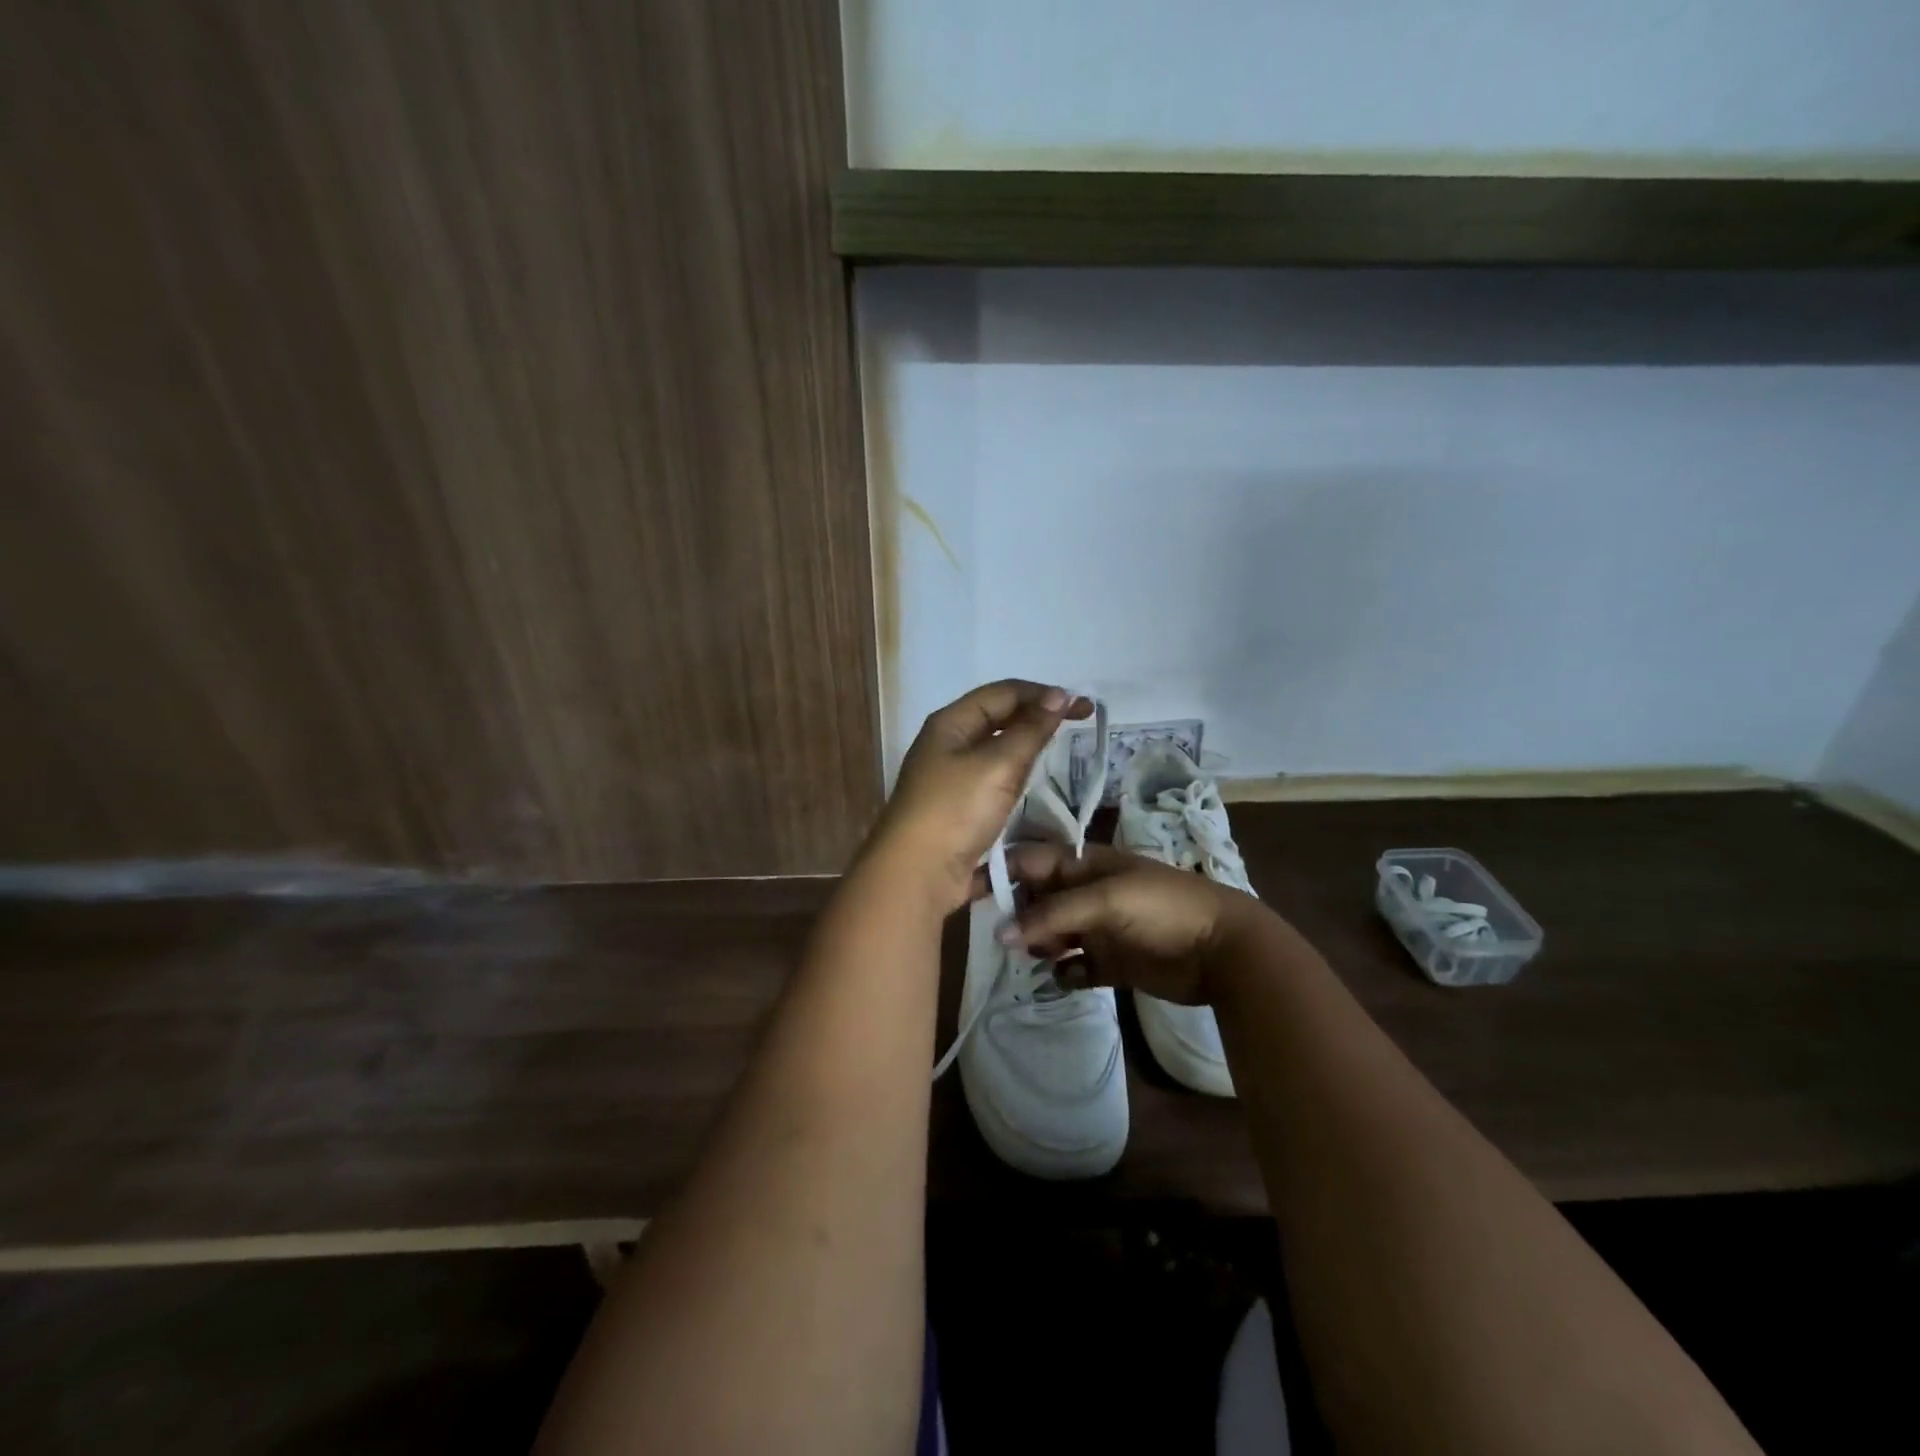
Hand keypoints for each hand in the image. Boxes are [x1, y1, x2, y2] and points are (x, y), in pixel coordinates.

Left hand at [865, 680, 1091, 911]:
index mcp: (951, 723)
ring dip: (1026, 746)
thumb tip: (1059, 696)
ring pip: (996, 751)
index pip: (1003, 692)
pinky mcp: (957, 808)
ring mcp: (950, 777)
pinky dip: (1015, 777)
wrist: (916, 874)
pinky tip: (1032, 786)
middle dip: (1036, 717)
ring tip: (1060, 750)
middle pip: (998, 718)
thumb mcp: (997, 765)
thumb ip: (1030, 730)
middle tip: (1078, 725)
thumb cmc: (955, 809)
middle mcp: (948, 744)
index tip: (1083, 707)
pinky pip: (992, 781)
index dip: (1043, 694)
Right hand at [988, 843, 1265, 1005]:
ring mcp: (1098, 928)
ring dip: (1038, 945)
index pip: (1031, 861)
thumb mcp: (1106, 900)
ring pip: (1051, 934)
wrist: (1223, 950)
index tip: (968, 894)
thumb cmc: (1163, 909)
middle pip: (1036, 899)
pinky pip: (1074, 967)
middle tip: (1000, 938)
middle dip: (1016, 915)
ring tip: (1032, 959)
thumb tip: (999, 935)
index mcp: (1084, 864)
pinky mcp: (1111, 962)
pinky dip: (1064, 972)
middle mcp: (1086, 893)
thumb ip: (1052, 915)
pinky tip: (1064, 977)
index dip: (1001, 873)